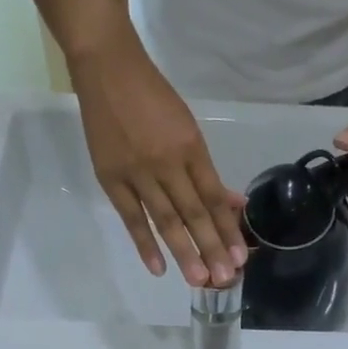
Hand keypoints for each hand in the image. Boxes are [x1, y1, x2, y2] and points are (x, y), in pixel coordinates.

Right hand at [71, 30, 247, 286]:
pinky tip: (159, 268)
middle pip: (194, 213)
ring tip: (199, 280)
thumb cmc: (152, 97)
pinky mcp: (111, 179)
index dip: (227, 229)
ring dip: (184, 252)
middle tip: (225, 279)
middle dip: (212, 247)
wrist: (106, 67)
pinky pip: (132, 218)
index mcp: (190, 147)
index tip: (241, 257)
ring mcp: (137, 173)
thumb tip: (233, 204)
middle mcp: (167, 163)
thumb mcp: (187, 127)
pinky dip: (145, 244)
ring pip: (166, 220)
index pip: (213, 197)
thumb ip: (205, 170)